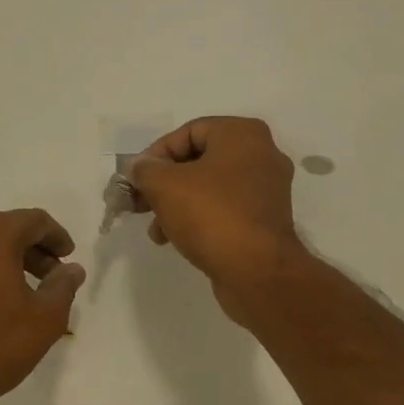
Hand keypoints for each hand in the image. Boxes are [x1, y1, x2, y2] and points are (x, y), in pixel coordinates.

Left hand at [0, 209, 85, 404]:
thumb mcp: (45, 319)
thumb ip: (63, 286)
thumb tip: (71, 269)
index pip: (33, 220)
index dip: (56, 236)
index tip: (69, 256)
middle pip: (4, 231)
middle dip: (31, 250)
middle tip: (51, 276)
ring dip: (4, 263)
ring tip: (23, 293)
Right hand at [129, 117, 305, 296]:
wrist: (257, 272)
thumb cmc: (211, 215)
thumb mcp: (166, 186)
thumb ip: (146, 170)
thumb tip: (140, 167)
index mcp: (243, 134)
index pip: (188, 132)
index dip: (156, 154)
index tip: (136, 179)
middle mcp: (261, 155)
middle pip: (199, 161)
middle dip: (165, 183)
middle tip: (141, 203)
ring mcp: (267, 190)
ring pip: (210, 188)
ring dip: (178, 205)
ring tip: (157, 230)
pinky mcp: (265, 221)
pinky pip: (225, 210)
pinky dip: (200, 219)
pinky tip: (177, 240)